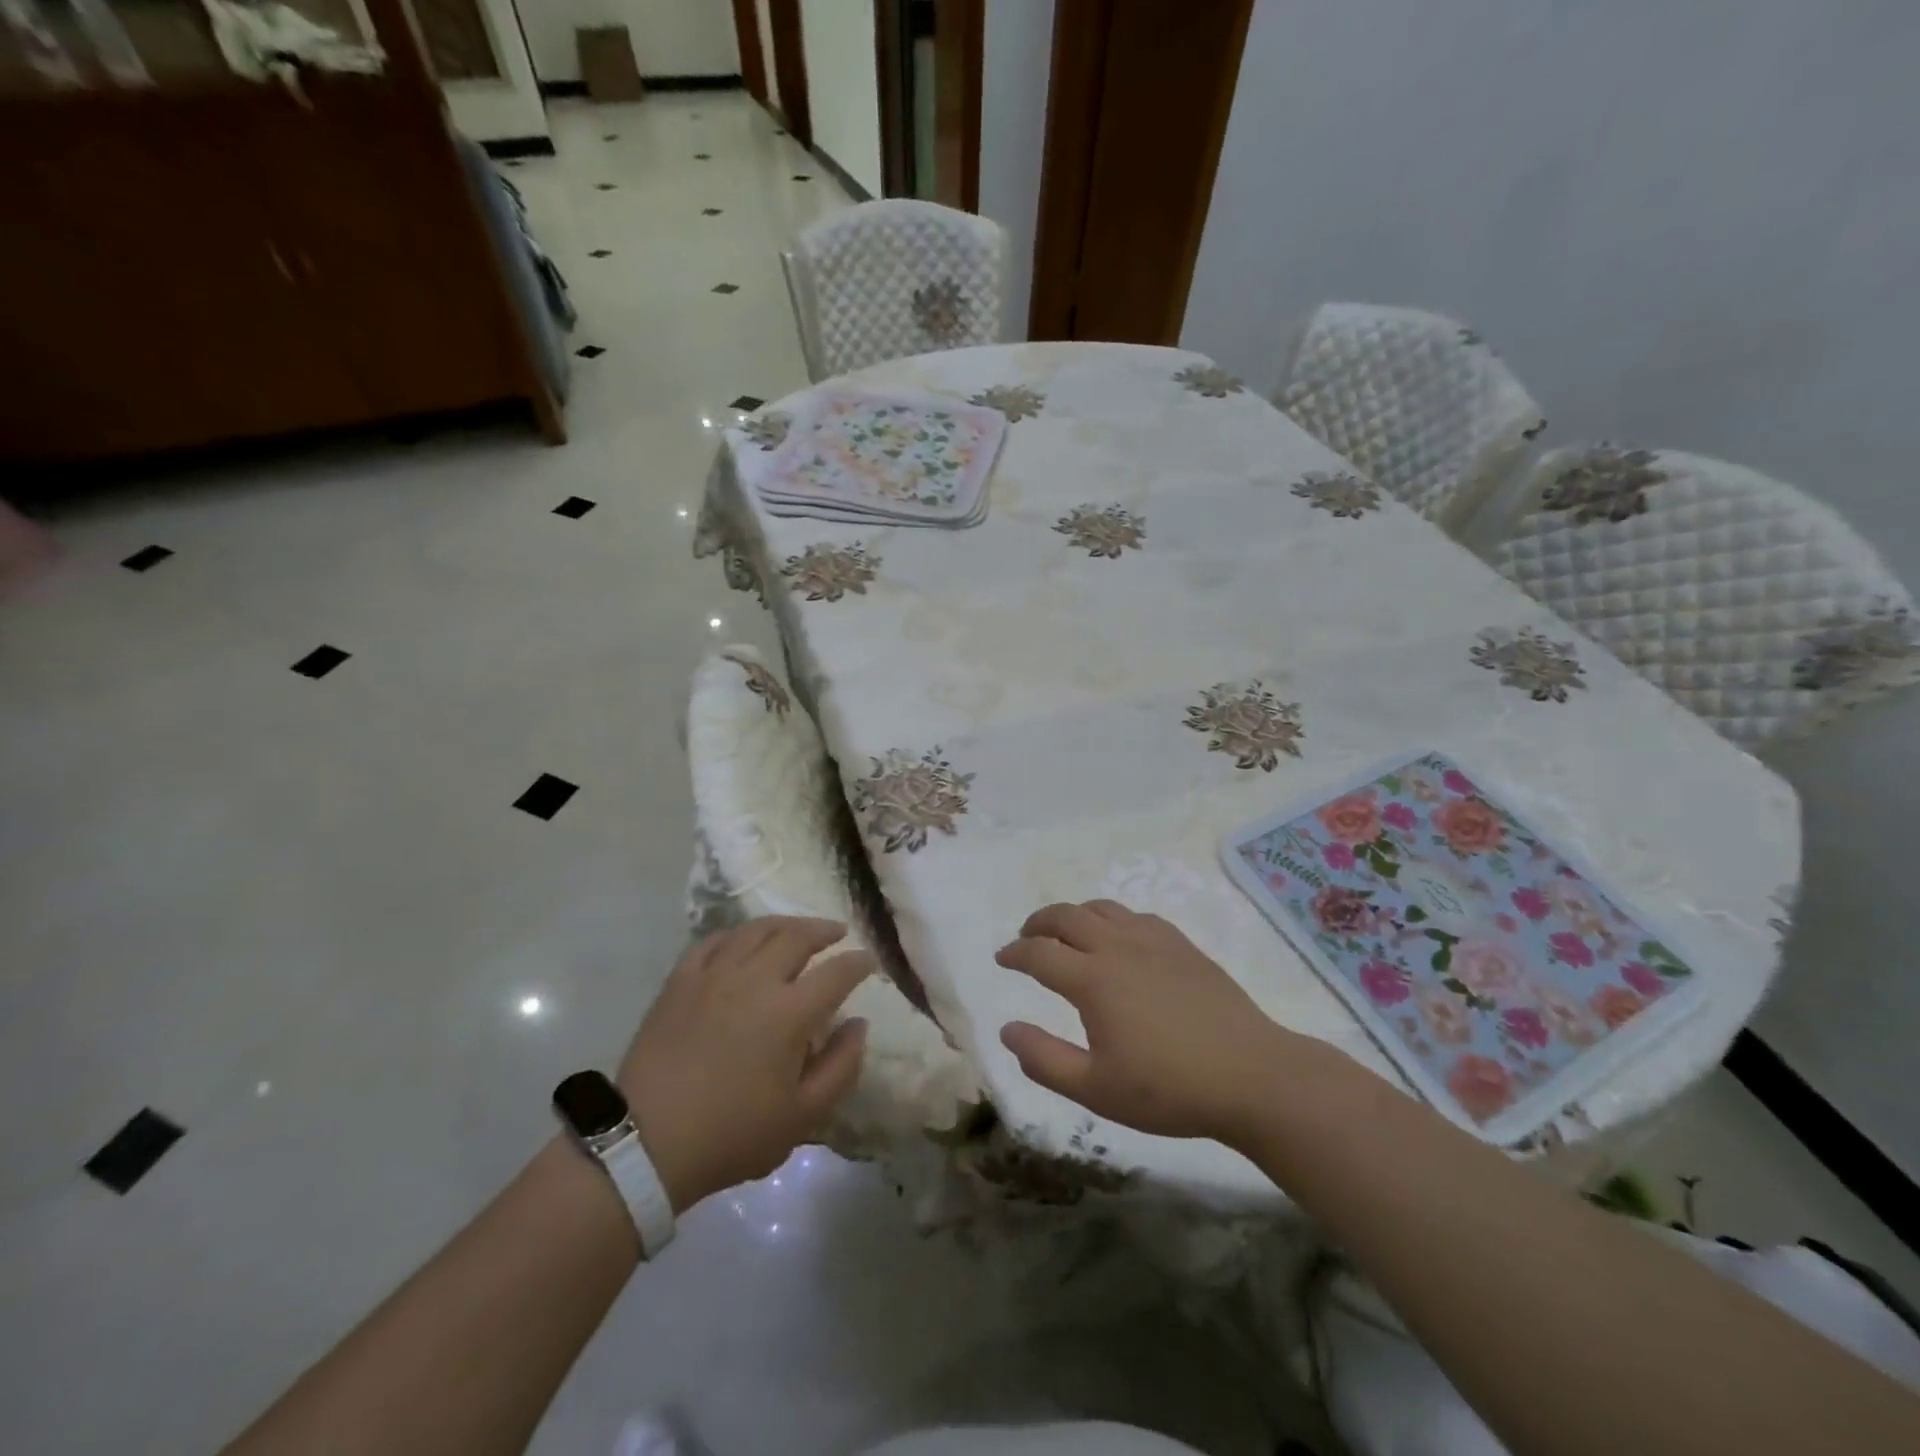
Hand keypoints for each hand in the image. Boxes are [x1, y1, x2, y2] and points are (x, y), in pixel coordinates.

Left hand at [617, 919, 870, 1211]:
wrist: (647, 1142)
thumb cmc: (732, 1133)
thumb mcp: (803, 1116)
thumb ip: (841, 1066)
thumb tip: (859, 1025)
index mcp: (790, 1011)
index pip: (837, 972)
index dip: (859, 963)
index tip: (869, 961)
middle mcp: (756, 979)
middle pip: (798, 937)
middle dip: (824, 930)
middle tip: (838, 932)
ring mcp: (715, 974)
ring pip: (756, 930)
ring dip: (785, 924)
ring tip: (798, 929)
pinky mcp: (681, 980)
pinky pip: (714, 941)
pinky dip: (737, 935)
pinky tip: (743, 940)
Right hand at [996, 900, 1297, 1143]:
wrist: (1251, 1076)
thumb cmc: (1168, 1089)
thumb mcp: (1096, 1089)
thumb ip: (1044, 1060)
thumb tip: (1007, 1029)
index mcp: (1092, 980)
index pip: (1039, 953)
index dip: (1015, 953)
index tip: (1002, 959)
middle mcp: (1118, 948)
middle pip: (1066, 917)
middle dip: (1038, 922)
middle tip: (1026, 937)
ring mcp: (1153, 941)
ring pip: (1102, 909)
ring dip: (1074, 915)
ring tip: (1066, 932)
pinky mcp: (1182, 945)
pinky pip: (1136, 916)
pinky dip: (1113, 919)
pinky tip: (1119, 938)